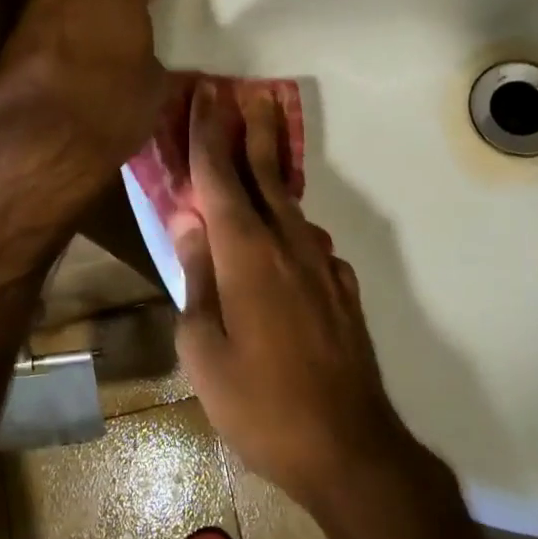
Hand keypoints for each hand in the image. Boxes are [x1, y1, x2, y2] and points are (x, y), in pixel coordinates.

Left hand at [0, 0, 167, 243]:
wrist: (39, 140)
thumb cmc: (113, 107)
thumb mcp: (152, 82)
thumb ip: (145, 52)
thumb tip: (136, 54)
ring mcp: (38, 1)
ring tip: (90, 2)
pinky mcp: (13, 30)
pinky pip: (45, 11)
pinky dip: (58, 18)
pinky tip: (66, 36)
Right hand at [172, 81, 419, 510]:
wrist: (348, 445)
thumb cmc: (259, 402)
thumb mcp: (204, 348)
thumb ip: (197, 277)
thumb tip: (190, 223)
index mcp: (246, 253)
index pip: (220, 177)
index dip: (209, 133)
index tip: (206, 95)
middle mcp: (287, 245)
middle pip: (265, 173)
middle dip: (253, 129)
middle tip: (248, 93)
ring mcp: (321, 265)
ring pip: (290, 204)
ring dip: (272, 171)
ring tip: (261, 149)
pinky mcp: (341, 289)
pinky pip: (308, 242)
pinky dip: (290, 223)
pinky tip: (286, 233)